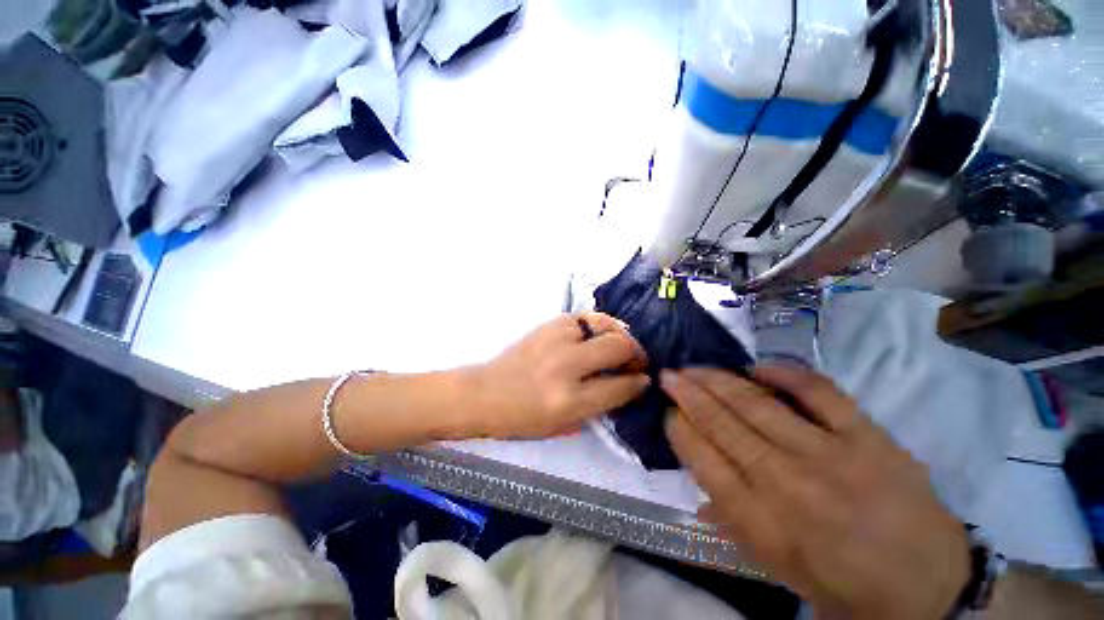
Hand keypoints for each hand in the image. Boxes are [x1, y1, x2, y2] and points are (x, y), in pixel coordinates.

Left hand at [469, 312, 649, 438]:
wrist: (485, 393)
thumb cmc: (523, 417)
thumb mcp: (565, 425)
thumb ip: (600, 405)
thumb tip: (628, 384)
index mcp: (569, 401)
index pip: (620, 386)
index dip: (638, 383)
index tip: (643, 380)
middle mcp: (565, 366)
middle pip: (619, 347)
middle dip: (636, 354)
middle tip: (635, 361)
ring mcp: (556, 340)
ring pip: (605, 326)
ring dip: (618, 336)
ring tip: (617, 346)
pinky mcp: (548, 324)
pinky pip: (585, 318)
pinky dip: (597, 326)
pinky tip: (596, 336)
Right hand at [662, 365, 969, 619]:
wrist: (927, 589)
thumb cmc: (841, 584)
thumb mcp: (776, 567)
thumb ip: (732, 523)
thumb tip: (697, 491)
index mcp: (761, 522)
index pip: (703, 461)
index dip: (680, 429)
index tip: (668, 411)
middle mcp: (786, 483)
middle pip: (722, 425)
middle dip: (688, 395)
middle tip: (668, 375)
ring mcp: (829, 456)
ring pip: (757, 404)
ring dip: (717, 380)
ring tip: (694, 367)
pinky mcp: (868, 438)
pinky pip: (818, 393)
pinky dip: (784, 374)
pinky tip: (756, 367)